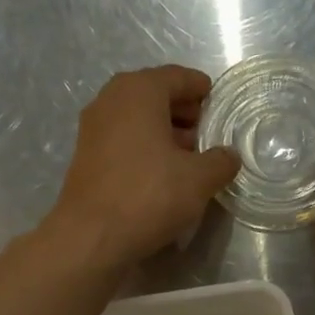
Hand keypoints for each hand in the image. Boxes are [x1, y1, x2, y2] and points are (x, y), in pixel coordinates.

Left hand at [43, 66, 240, 271]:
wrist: (91, 237)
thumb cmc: (149, 196)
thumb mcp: (199, 180)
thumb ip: (220, 162)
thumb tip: (229, 156)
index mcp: (139, 91)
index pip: (177, 77)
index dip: (201, 89)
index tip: (216, 102)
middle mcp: (111, 100)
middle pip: (155, 95)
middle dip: (183, 112)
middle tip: (207, 134)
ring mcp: (93, 128)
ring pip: (137, 120)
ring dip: (163, 132)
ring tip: (189, 157)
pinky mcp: (86, 157)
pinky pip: (123, 141)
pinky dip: (144, 148)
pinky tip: (162, 174)